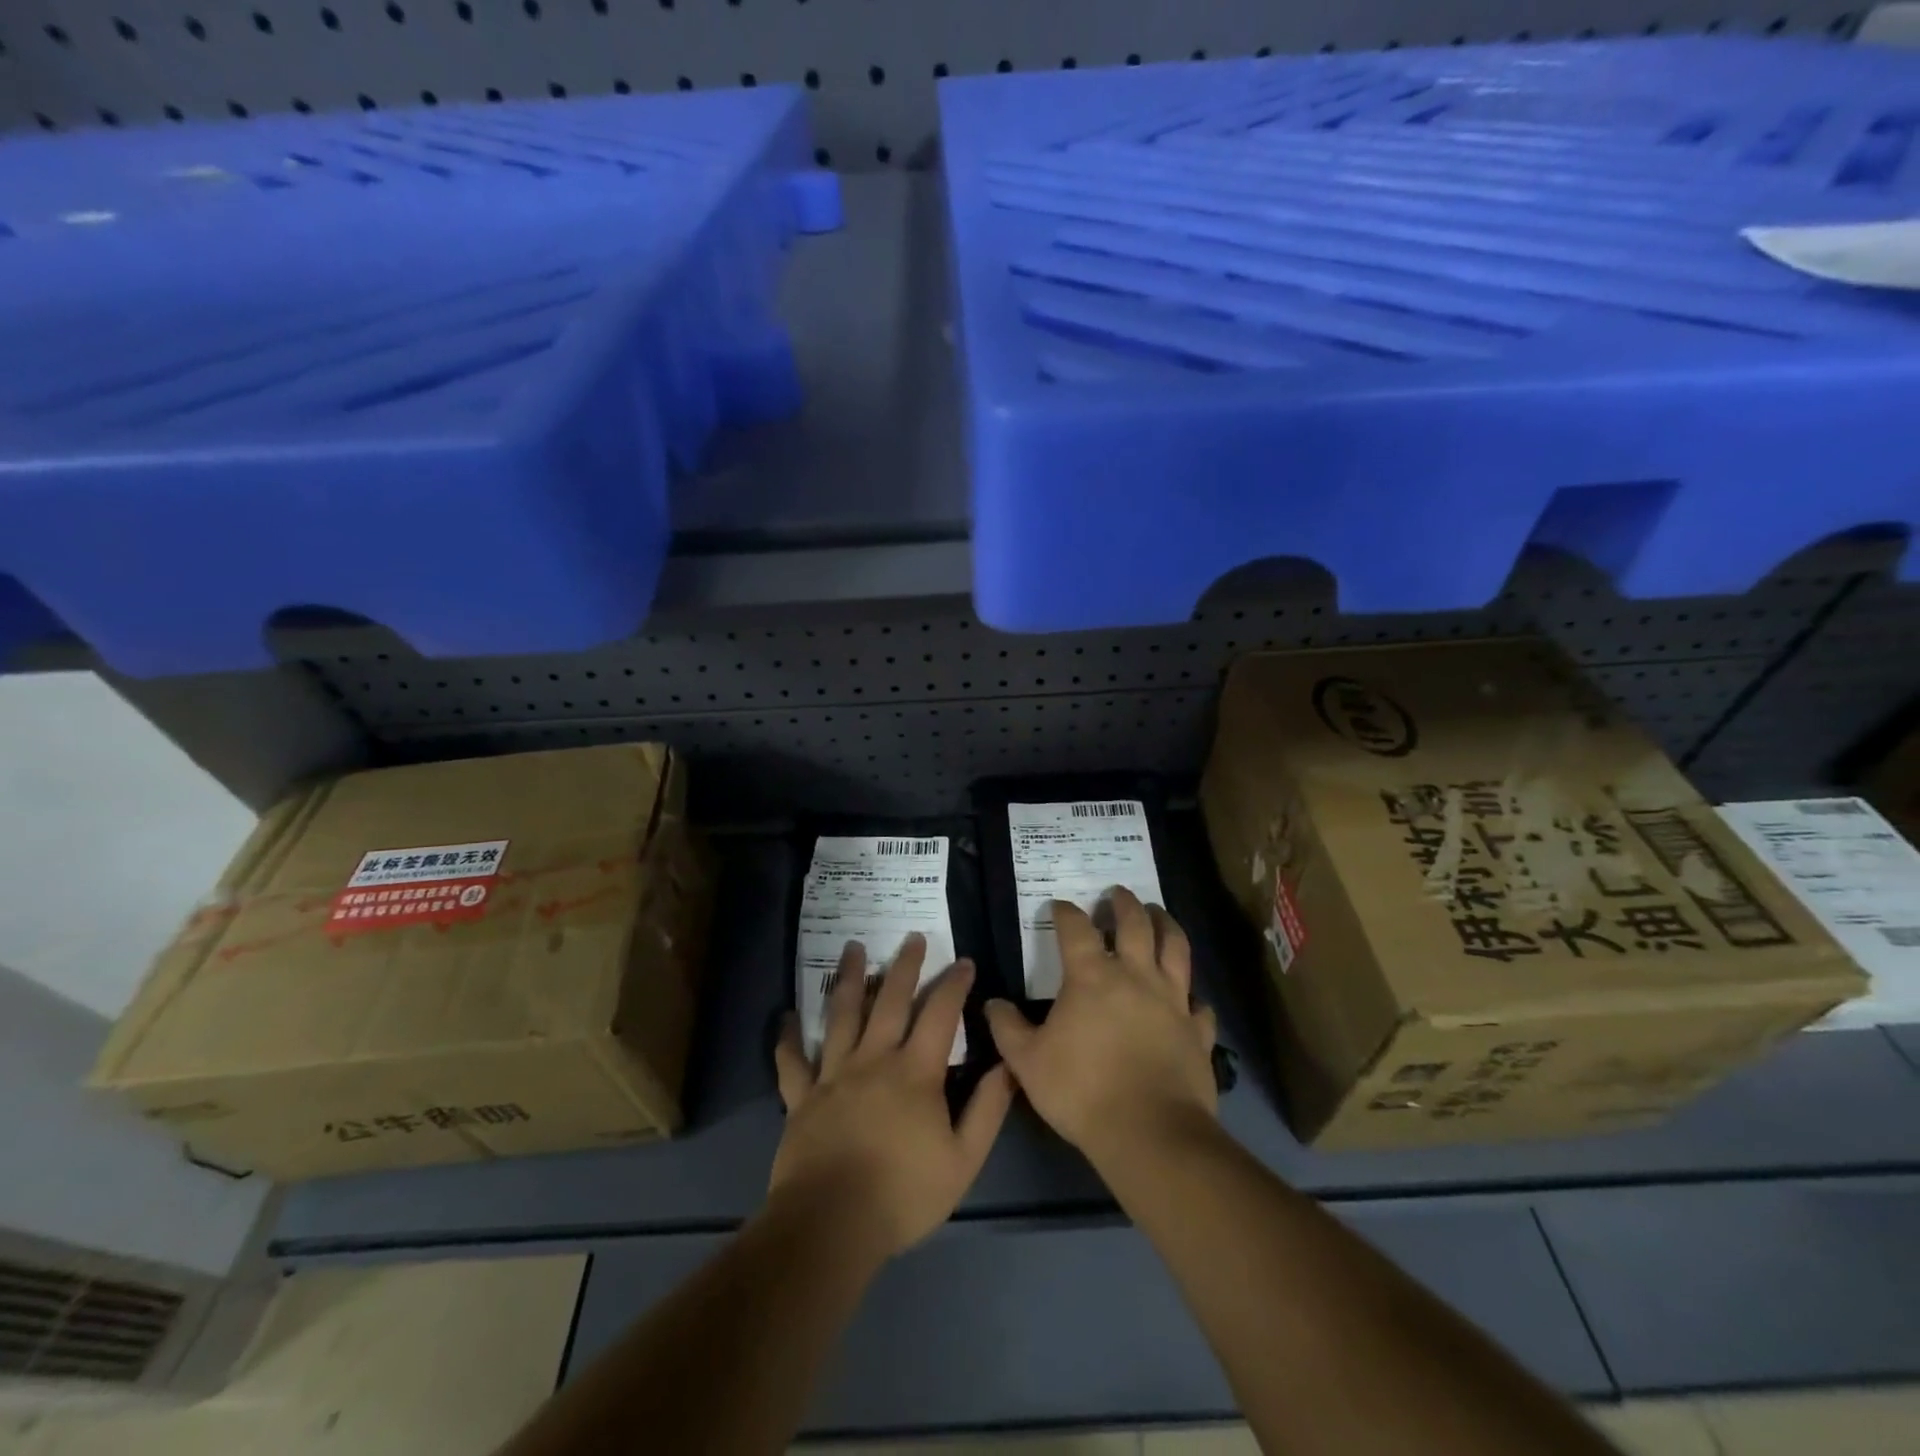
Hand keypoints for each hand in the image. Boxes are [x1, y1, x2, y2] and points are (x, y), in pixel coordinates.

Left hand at [771, 935, 1013, 1261]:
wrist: (831, 1225)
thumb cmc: (902, 1195)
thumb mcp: (963, 1160)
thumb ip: (987, 1110)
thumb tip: (1008, 1066)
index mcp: (915, 1072)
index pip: (940, 1014)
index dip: (954, 984)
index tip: (964, 961)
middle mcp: (874, 1059)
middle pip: (890, 1000)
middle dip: (905, 966)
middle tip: (911, 938)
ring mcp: (833, 1074)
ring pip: (842, 1015)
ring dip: (849, 978)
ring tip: (853, 948)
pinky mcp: (801, 1097)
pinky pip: (793, 1061)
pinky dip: (789, 1038)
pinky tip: (787, 1017)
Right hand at [985, 889, 1217, 1166]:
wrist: (1149, 1133)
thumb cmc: (1082, 1091)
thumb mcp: (1027, 1062)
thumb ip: (1007, 1028)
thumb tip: (992, 1003)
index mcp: (1092, 977)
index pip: (1076, 929)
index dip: (1066, 912)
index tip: (1059, 906)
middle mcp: (1136, 976)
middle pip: (1135, 924)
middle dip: (1124, 903)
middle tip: (1117, 893)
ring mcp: (1172, 1001)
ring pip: (1176, 949)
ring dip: (1167, 925)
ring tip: (1159, 914)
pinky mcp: (1197, 1031)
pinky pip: (1200, 1005)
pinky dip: (1193, 996)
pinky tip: (1189, 998)